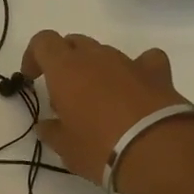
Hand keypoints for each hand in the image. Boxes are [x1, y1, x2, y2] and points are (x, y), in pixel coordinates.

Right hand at [22, 31, 193, 193]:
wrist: (160, 152)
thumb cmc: (101, 148)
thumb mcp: (66, 148)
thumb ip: (52, 131)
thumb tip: (46, 125)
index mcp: (65, 68)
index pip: (43, 41)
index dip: (34, 56)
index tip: (33, 79)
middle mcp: (95, 56)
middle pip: (73, 43)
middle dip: (64, 61)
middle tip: (65, 94)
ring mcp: (128, 62)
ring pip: (104, 52)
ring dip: (96, 68)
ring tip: (100, 100)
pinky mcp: (158, 73)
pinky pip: (145, 60)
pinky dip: (138, 70)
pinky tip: (138, 88)